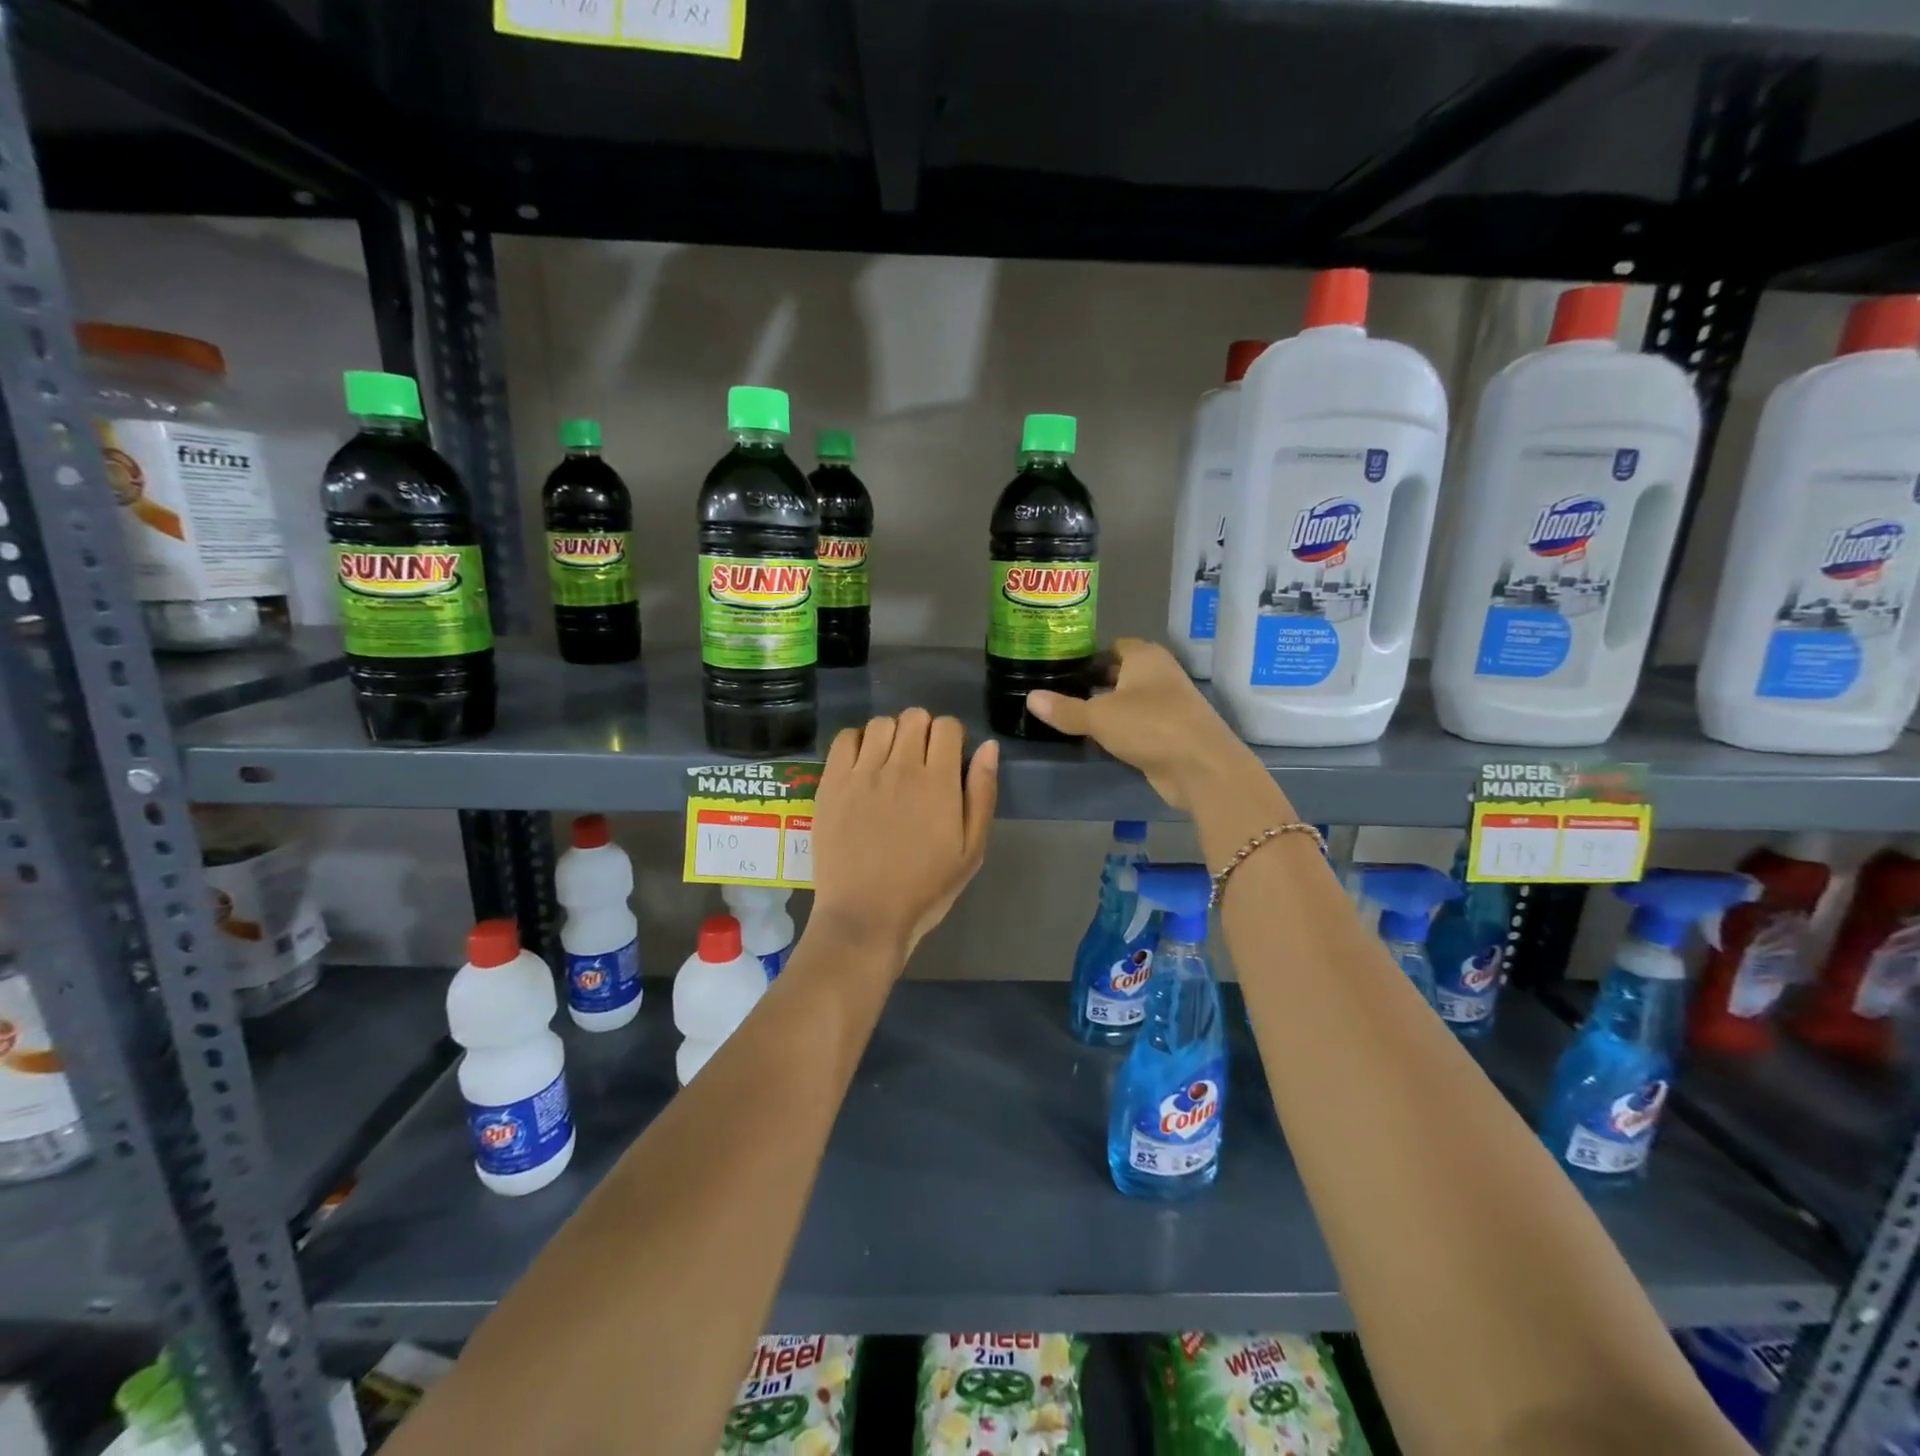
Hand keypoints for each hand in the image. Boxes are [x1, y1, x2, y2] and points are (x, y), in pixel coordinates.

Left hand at [811, 709, 997, 958]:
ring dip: (892, 735)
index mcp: (938, 782)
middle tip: (920, 763)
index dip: (951, 738)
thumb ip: (982, 794)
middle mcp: (900, 767)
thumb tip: (989, 747)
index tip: (948, 761)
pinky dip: (858, 742)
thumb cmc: (925, 889)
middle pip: (914, 717)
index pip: (947, 726)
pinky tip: (863, 766)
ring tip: (890, 763)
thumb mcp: (971, 850)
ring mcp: (862, 773)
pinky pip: (845, 738)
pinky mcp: (831, 783)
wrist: (865, 916)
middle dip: (923, 732)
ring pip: (881, 723)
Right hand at [1027, 638, 1259, 810]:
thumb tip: (1030, 697)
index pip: (1112, 646)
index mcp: (1144, 656)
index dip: (1087, 656)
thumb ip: (1064, 709)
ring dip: (1106, 709)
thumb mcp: (1098, 716)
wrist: (1201, 767)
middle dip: (1093, 682)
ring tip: (1069, 717)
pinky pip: (1137, 725)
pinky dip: (1119, 731)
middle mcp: (1159, 674)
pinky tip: (1095, 740)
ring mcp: (1168, 704)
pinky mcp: (1170, 733)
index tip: (1060, 668)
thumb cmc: (1150, 726)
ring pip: (1128, 701)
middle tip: (1057, 693)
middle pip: (1120, 673)